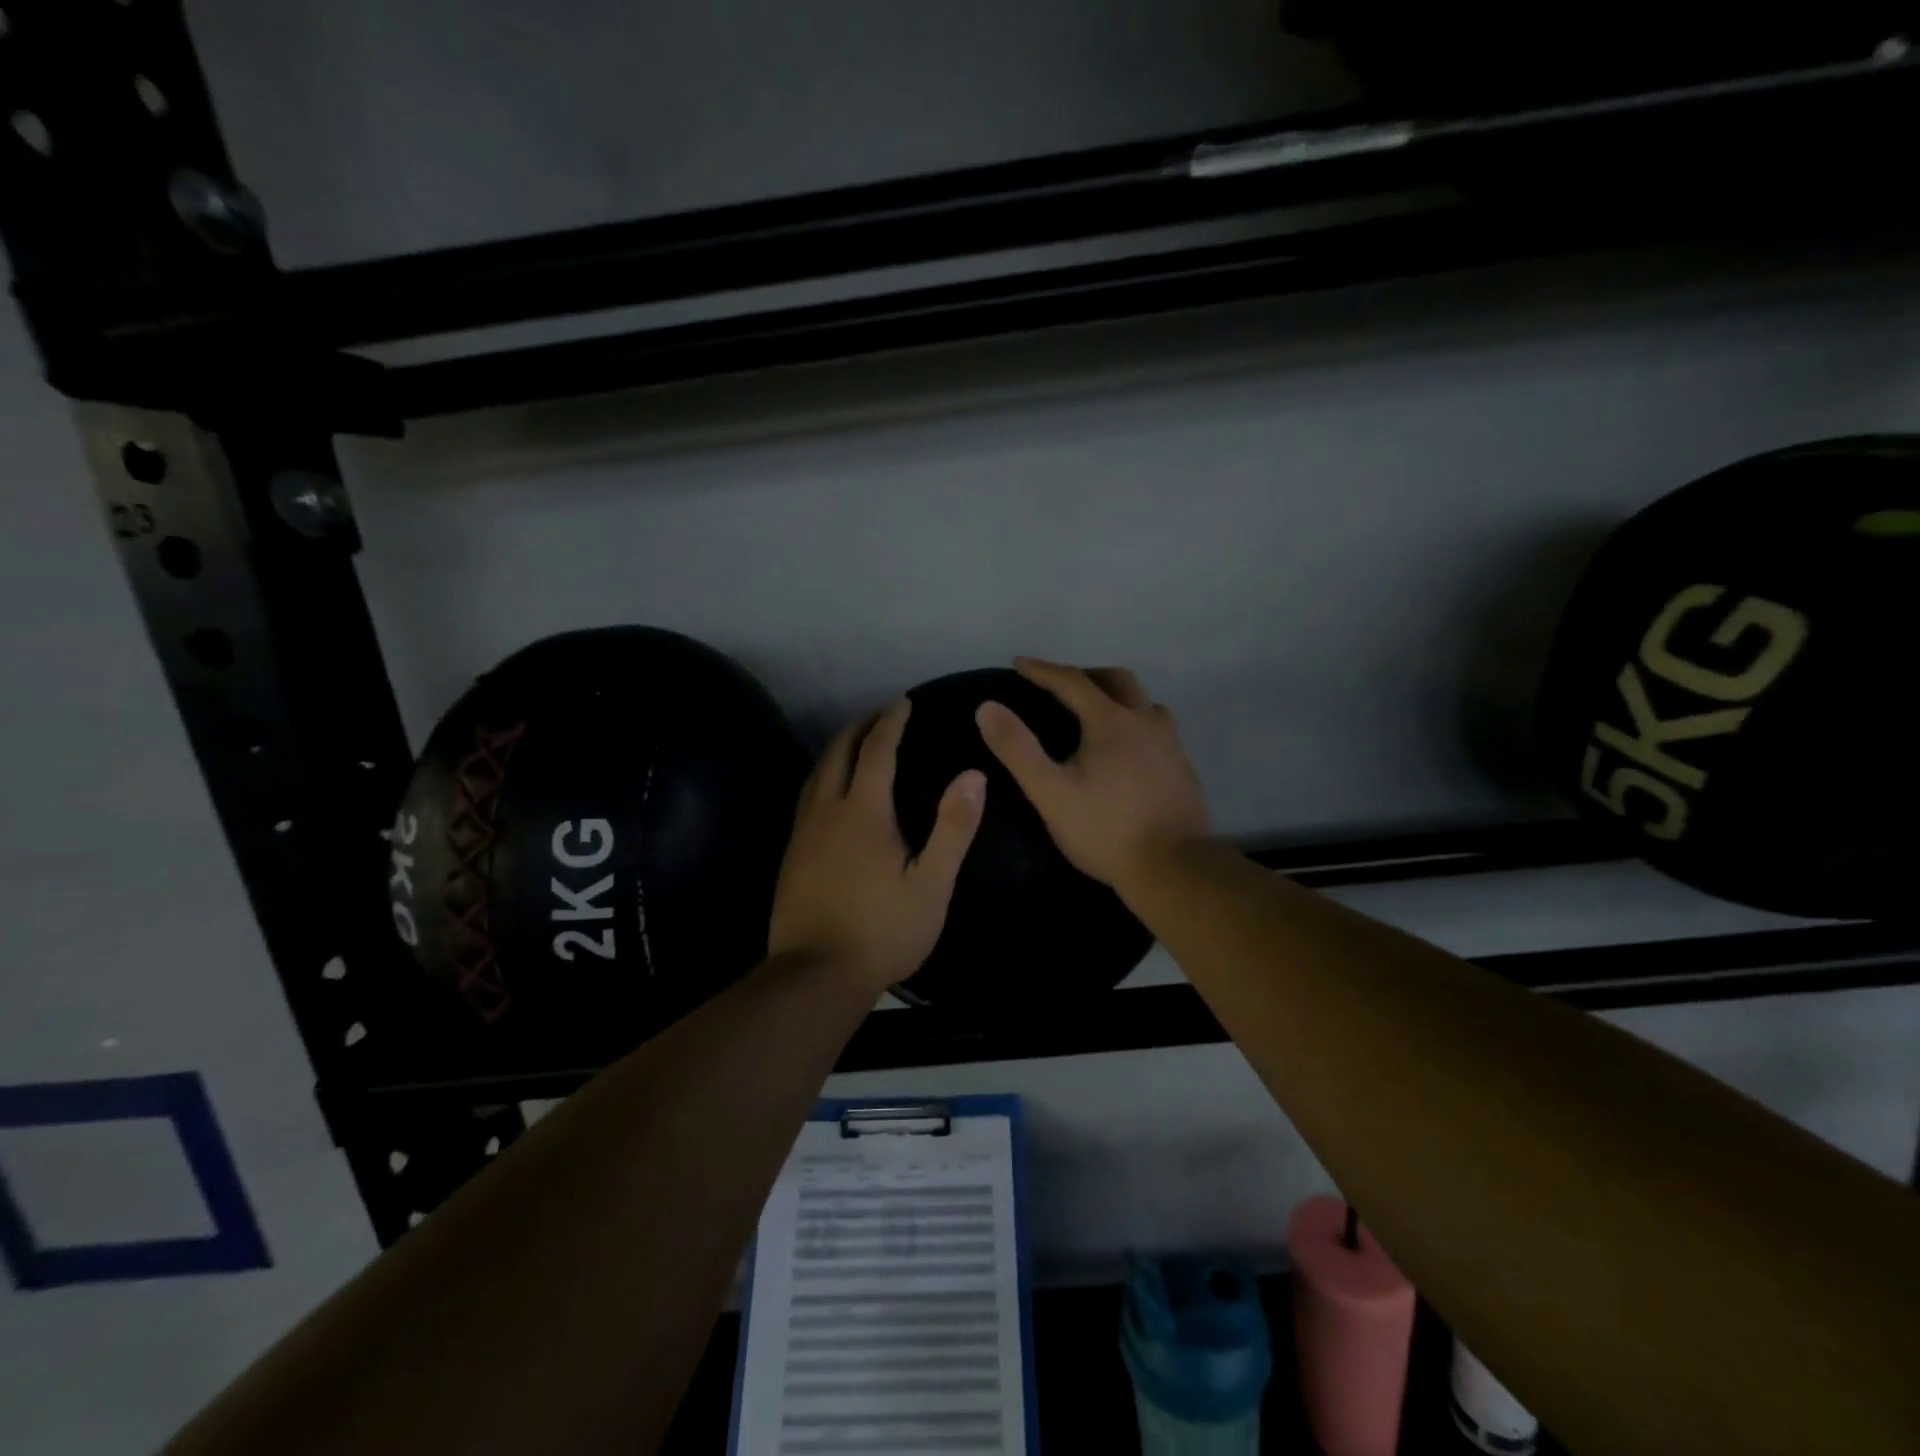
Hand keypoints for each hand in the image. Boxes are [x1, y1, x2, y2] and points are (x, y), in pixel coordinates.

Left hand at [769, 699, 986, 994]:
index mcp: (863, 811)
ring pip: (817, 774)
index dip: (891, 722)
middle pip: (839, 753)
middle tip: (880, 715)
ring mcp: (804, 833)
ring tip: (855, 743)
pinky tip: (830, 793)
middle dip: (860, 727)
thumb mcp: (931, 884)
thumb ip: (953, 828)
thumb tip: (974, 775)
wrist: (815, 975)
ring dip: (837, 749)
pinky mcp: (792, 855)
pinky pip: (807, 797)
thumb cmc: (883, 929)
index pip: (877, 750)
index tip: (903, 702)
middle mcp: (827, 811)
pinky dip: (823, 777)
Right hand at [975, 657, 1208, 892]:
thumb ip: (1017, 748)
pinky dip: (1139, 726)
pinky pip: (1161, 731)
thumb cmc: (1104, 829)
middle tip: (1062, 685)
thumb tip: (987, 707)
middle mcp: (1145, 723)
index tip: (1019, 663)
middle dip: (1086, 675)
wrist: (1171, 868)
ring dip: (1120, 698)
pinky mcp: (1184, 770)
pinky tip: (1131, 751)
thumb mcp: (1050, 791)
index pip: (1072, 681)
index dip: (1043, 670)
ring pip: (1147, 704)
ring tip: (1100, 713)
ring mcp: (1171, 746)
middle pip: (1118, 681)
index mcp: (1111, 722)